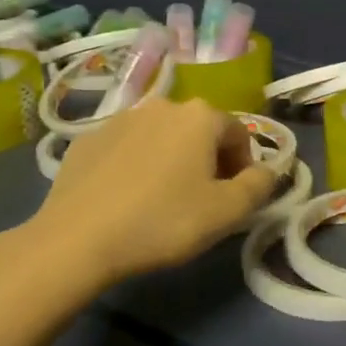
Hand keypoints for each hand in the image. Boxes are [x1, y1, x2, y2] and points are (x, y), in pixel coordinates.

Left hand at [21, 98, 277, 286]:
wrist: (76, 240)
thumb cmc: (163, 222)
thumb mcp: (227, 212)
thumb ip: (259, 186)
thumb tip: (268, 171)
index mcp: (200, 116)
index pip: (239, 134)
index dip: (244, 166)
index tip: (235, 198)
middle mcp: (162, 105)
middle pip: (200, 131)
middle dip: (209, 160)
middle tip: (203, 200)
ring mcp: (120, 119)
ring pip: (162, 137)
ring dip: (172, 160)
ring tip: (163, 199)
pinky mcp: (87, 139)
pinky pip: (127, 148)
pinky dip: (137, 165)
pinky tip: (128, 198)